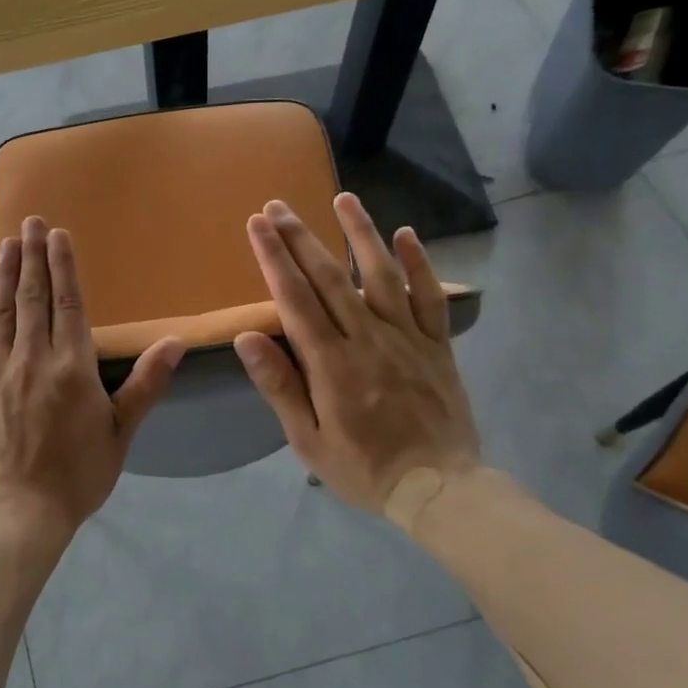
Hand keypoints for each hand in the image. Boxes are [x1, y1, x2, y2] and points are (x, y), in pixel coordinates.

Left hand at [0, 216, 184, 538]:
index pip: (67, 303)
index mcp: (72, 368)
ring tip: (7, 243)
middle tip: (31, 223)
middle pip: (32, 297)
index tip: (59, 234)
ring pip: (0, 311)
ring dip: (4, 273)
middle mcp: (32, 360)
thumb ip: (145, 384)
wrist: (17, 514)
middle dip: (32, 256)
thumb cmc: (77, 477)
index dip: (63, 265)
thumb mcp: (120, 434)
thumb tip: (175, 342)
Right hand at [234, 193, 480, 512]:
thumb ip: (280, 386)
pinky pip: (430, 297)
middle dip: (300, 237)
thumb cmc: (364, 468)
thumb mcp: (308, 440)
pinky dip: (420, 264)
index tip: (257, 225)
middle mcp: (368, 339)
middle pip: (330, 278)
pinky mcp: (437, 345)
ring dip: (361, 233)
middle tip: (278, 205)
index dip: (274, 258)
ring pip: (381, 275)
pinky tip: (407, 234)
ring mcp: (407, 338)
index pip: (295, 299)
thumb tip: (248, 338)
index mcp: (332, 364)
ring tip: (343, 198)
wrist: (439, 489)